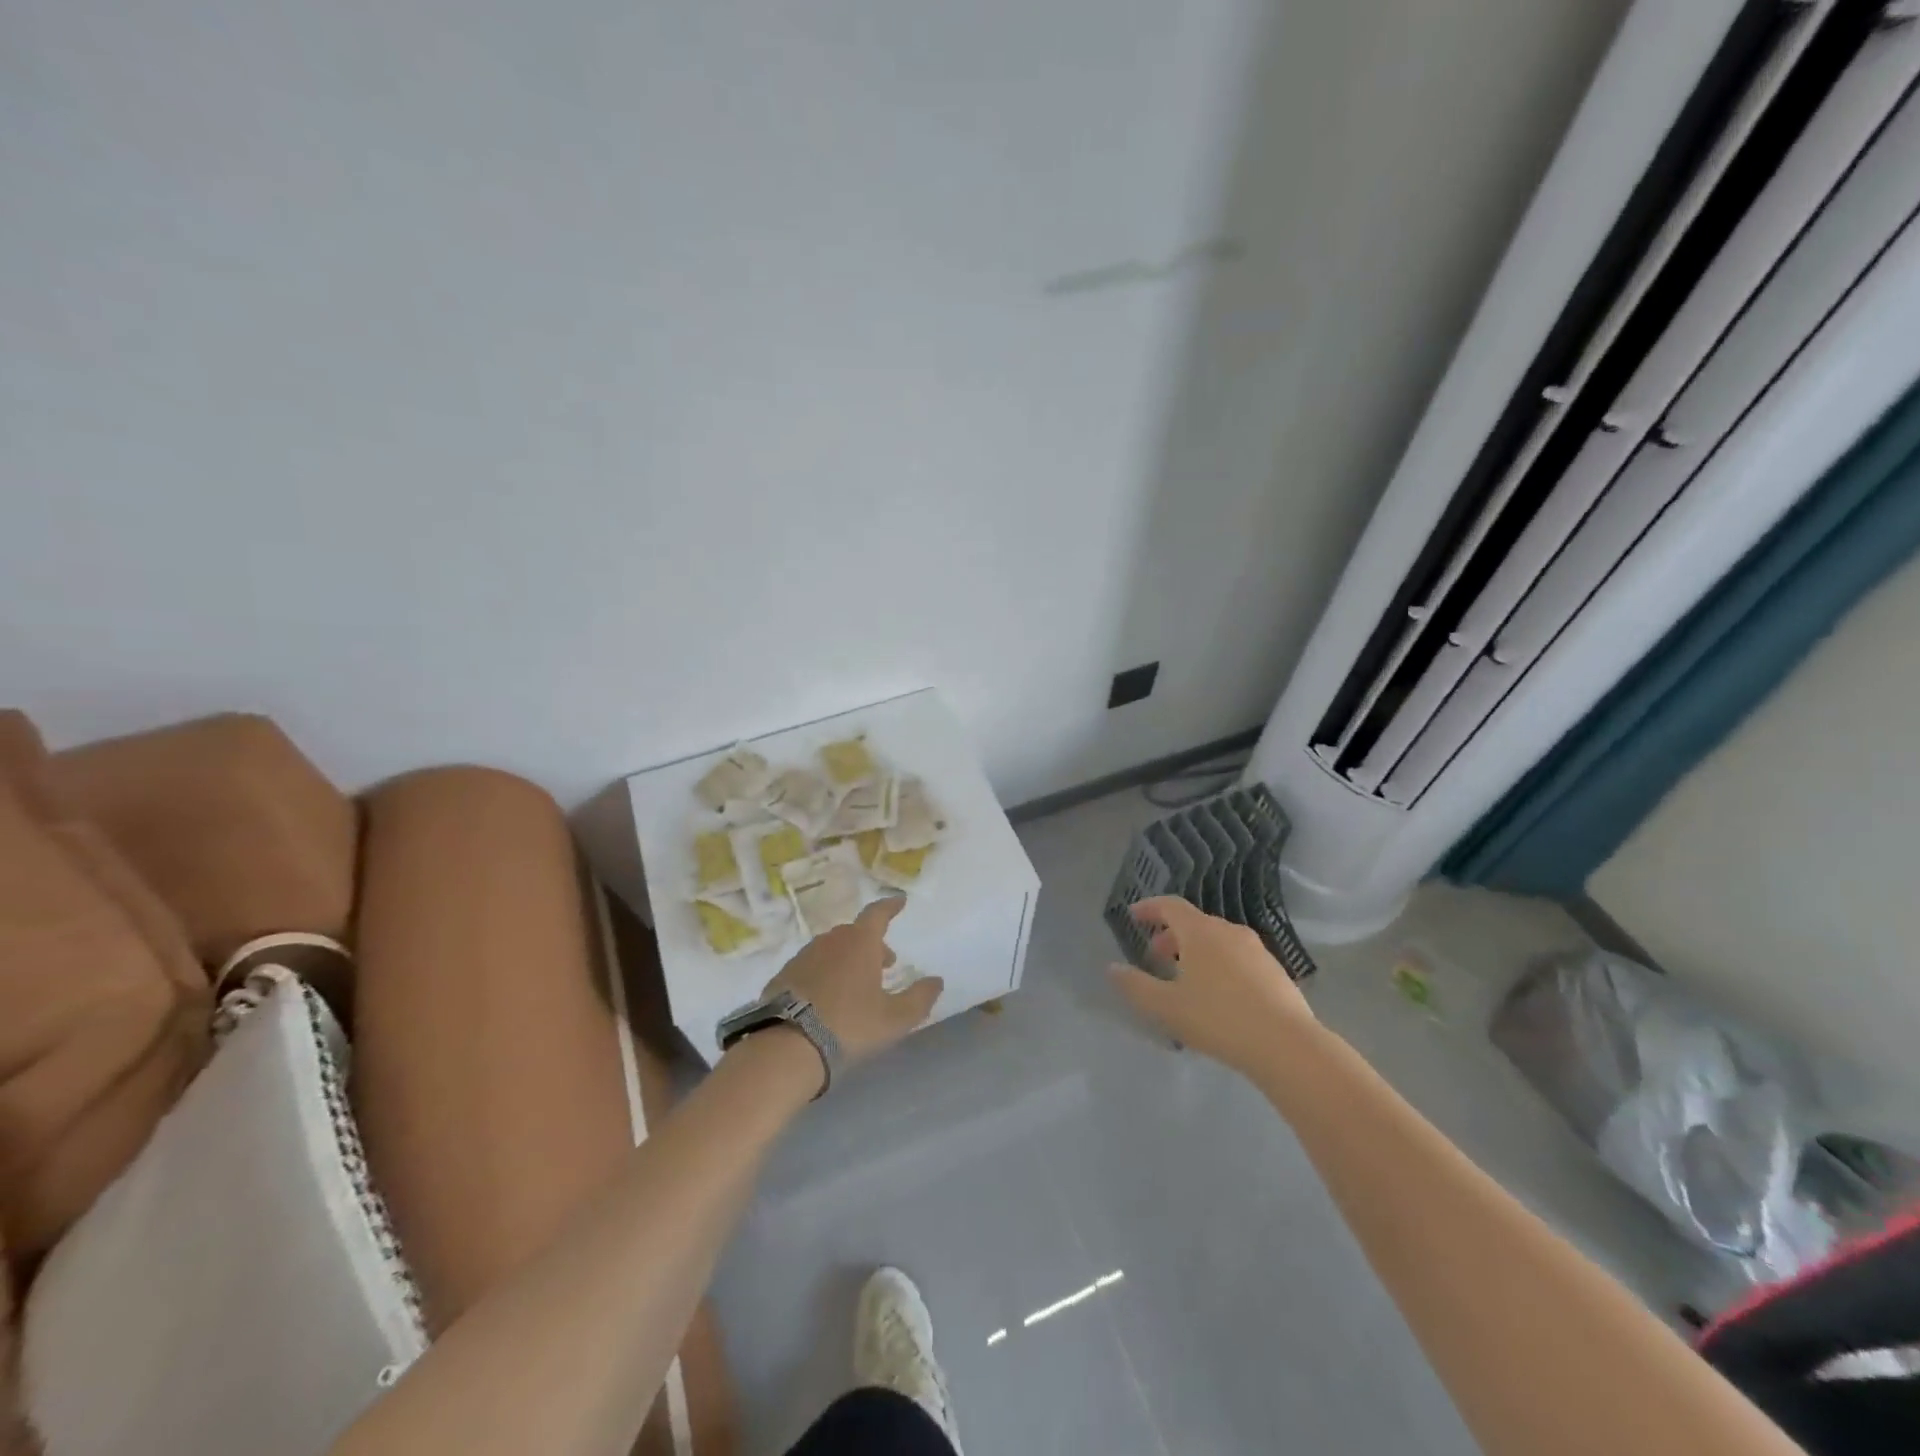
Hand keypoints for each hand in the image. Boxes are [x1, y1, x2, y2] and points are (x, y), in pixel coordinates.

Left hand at [762, 895, 943, 1063]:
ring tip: (855, 984)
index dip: (891, 906)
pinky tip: (826, 999)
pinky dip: (823, 974)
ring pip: (831, 949)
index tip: (900, 901)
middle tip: (884, 964)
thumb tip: (936, 981)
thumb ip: (920, 998)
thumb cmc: (849, 1025)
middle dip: (872, 944)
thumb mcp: (895, 1019)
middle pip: (855, 933)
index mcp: (860, 943)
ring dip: (847, 959)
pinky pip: (811, 967)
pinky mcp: (783, 976)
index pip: (878, 913)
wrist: (788, 1047)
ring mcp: (803, 957)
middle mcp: (830, 941)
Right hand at [1108, 896, 1315, 1075]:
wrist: (1287, 1045)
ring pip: (1218, 940)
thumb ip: (1136, 986)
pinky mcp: (1276, 971)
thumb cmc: (1219, 1019)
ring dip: (1196, 951)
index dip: (1149, 908)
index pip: (1170, 906)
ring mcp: (1256, 950)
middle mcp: (1229, 931)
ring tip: (1186, 978)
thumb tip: (1112, 969)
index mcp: (1200, 932)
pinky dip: (1219, 964)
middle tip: (1156, 956)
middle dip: (1171, 935)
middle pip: (1194, 922)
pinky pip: (1237, 957)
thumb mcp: (1167, 1007)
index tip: (1133, 915)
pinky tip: (1219, 995)